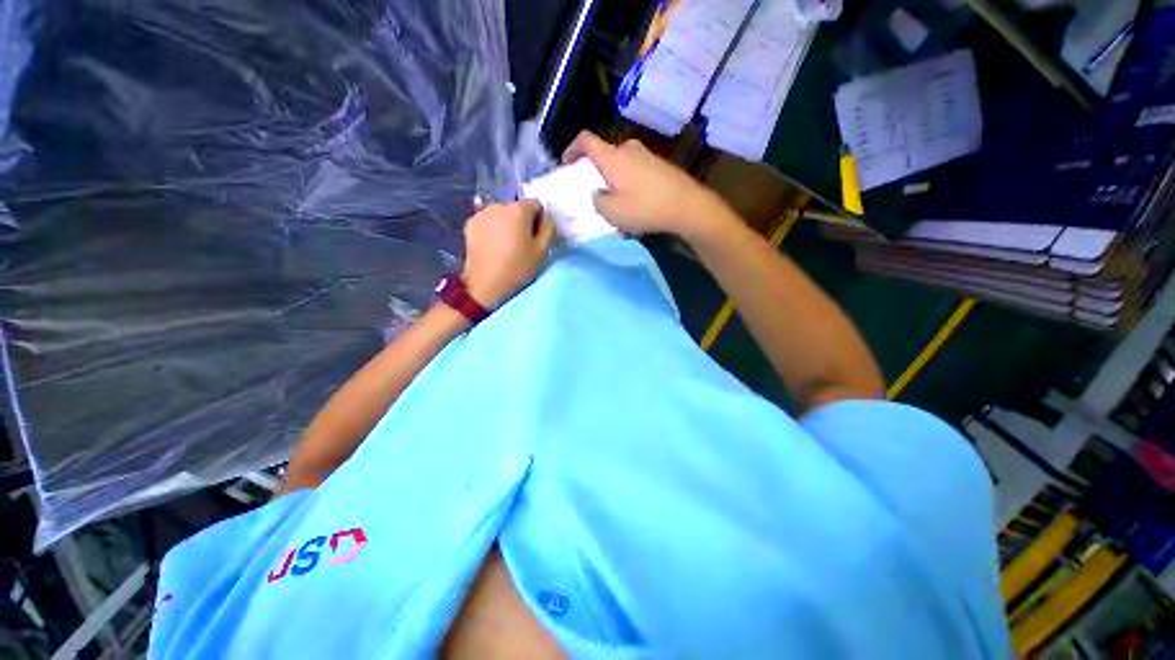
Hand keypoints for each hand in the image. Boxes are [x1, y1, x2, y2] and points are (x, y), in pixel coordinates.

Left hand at [461, 200, 555, 309]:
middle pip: (518, 208)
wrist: (485, 284)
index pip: (536, 205)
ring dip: (507, 224)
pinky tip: (493, 245)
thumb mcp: (542, 250)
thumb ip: (549, 228)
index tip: (536, 238)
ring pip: (502, 214)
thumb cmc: (518, 267)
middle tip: (521, 244)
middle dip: (522, 221)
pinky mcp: (470, 223)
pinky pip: (489, 220)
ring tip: (506, 245)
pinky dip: (493, 228)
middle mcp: (499, 205)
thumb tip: (546, 216)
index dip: (539, 221)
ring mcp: (482, 213)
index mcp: (519, 210)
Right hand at [562, 131, 730, 241]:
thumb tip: (598, 194)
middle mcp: (628, 149)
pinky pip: (636, 171)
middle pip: (605, 154)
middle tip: (594, 192)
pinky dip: (629, 184)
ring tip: (617, 204)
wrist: (687, 206)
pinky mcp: (660, 165)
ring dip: (614, 180)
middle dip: (595, 171)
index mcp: (612, 157)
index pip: (585, 140)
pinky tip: (635, 204)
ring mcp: (647, 155)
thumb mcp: (611, 213)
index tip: (567, 165)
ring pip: (621, 164)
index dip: (571, 149)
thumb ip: (597, 201)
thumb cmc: (645, 208)